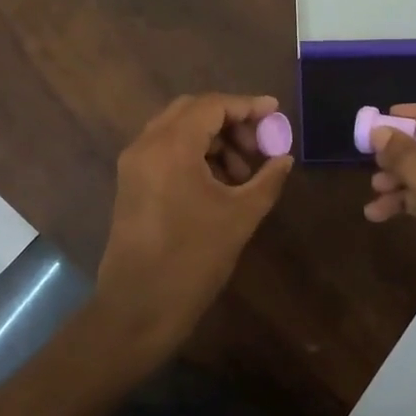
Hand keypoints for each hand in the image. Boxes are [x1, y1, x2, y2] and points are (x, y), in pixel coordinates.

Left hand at [94, 93, 294, 367]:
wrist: (137, 309)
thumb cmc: (192, 260)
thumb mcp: (240, 217)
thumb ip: (266, 180)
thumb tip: (284, 159)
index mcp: (171, 146)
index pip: (212, 106)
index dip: (247, 105)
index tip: (275, 112)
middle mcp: (147, 144)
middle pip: (192, 110)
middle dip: (230, 121)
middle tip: (258, 145)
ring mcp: (134, 163)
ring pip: (178, 129)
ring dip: (212, 139)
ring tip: (242, 173)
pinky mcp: (131, 182)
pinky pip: (165, 149)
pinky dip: (193, 153)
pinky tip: (218, 182)